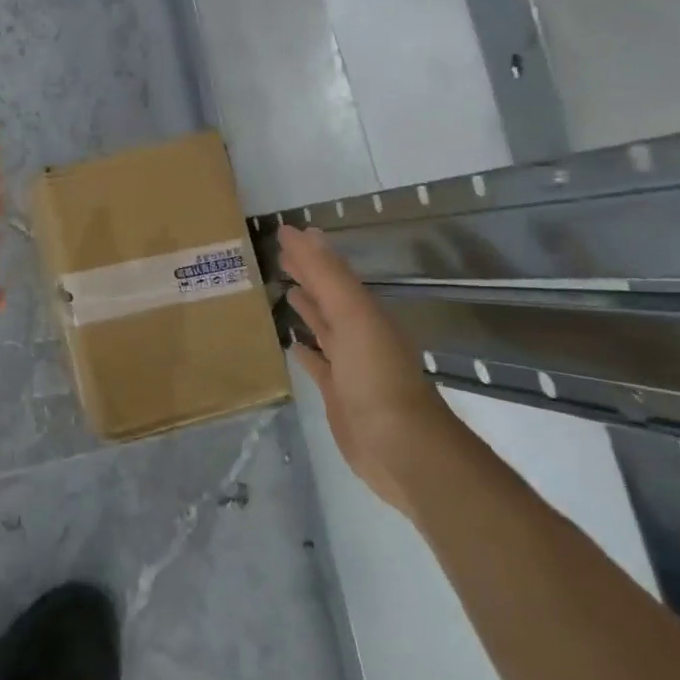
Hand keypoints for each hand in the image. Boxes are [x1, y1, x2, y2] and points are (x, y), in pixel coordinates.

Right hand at [276, 223, 458, 514]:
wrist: (400, 447)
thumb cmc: (376, 376)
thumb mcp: (353, 316)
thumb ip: (326, 275)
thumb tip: (300, 232)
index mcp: (363, 312)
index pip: (332, 273)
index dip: (309, 252)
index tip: (284, 231)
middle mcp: (358, 333)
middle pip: (328, 296)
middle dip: (307, 275)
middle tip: (279, 256)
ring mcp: (348, 365)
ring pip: (323, 327)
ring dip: (306, 308)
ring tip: (283, 290)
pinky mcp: (337, 393)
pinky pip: (317, 363)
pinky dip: (304, 350)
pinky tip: (290, 342)